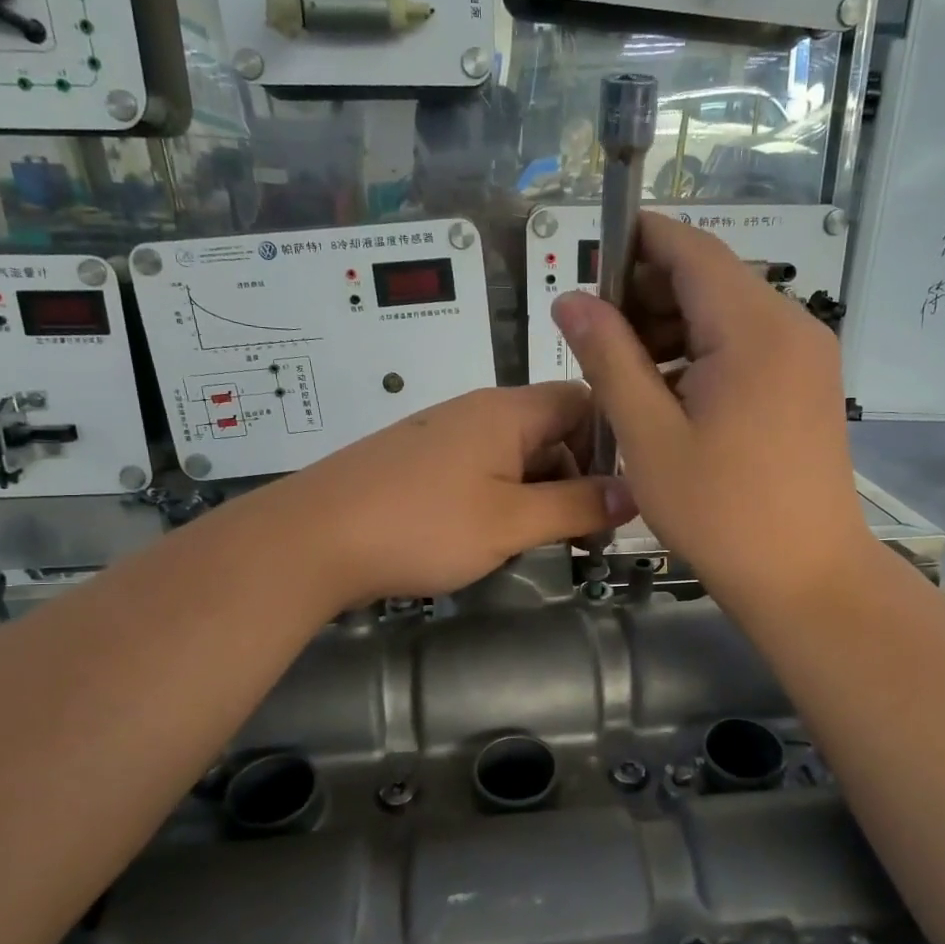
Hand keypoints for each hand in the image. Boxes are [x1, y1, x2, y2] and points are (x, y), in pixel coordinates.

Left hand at [261, 384, 636, 608]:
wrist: (311, 540)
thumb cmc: (421, 525)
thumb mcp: (511, 521)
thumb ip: (576, 506)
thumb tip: (633, 493)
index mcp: (507, 411)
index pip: (582, 401)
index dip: (610, 442)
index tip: (621, 493)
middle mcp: (476, 412)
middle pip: (550, 431)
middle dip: (575, 478)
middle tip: (585, 533)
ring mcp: (442, 437)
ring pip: (514, 457)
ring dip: (537, 495)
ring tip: (541, 542)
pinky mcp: (417, 464)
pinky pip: (478, 472)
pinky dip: (499, 500)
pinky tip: (490, 537)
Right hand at [552, 212, 869, 613]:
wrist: (807, 578)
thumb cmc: (721, 513)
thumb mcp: (648, 436)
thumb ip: (608, 358)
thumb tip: (571, 299)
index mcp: (754, 329)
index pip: (690, 250)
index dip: (635, 244)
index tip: (588, 272)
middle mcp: (792, 326)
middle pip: (710, 279)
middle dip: (648, 295)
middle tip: (596, 340)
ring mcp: (807, 356)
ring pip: (727, 314)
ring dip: (672, 329)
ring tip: (626, 376)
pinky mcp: (808, 385)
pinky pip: (747, 347)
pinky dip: (703, 355)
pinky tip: (669, 396)